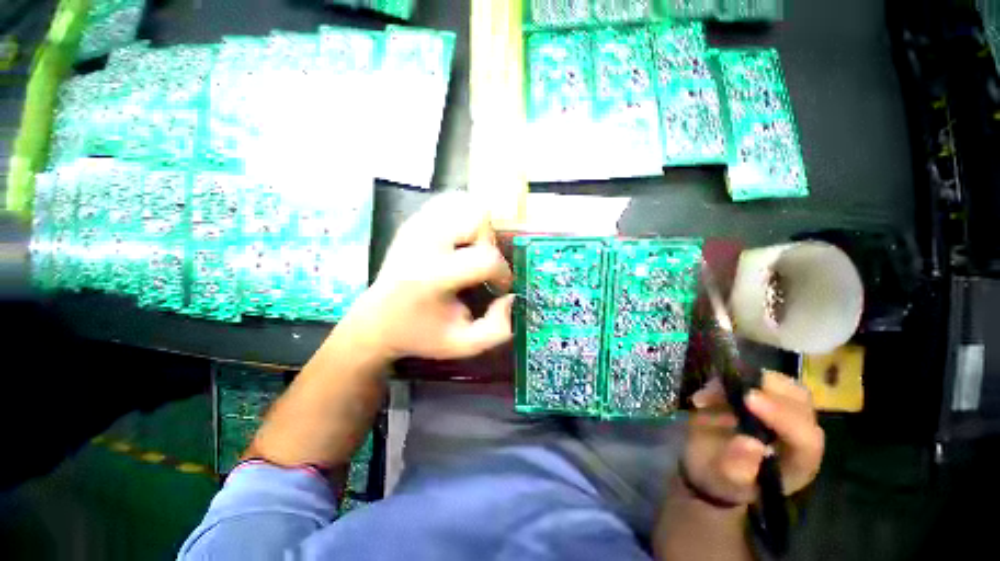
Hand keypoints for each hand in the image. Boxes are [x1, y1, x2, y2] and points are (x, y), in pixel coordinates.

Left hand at [342, 192, 514, 360]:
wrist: (376, 321)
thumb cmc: (421, 335)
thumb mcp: (463, 345)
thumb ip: (498, 328)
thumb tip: (512, 296)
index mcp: (432, 277)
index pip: (485, 258)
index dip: (502, 273)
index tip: (499, 288)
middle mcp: (422, 243)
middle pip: (477, 218)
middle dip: (490, 243)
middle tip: (482, 264)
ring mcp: (415, 227)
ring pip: (464, 203)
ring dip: (478, 227)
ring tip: (471, 251)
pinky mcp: (412, 221)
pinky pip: (449, 202)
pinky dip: (463, 216)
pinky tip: (459, 240)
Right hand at [682, 371, 824, 505]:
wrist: (705, 463)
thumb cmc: (717, 477)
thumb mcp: (720, 478)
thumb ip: (736, 466)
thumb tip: (751, 444)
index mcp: (796, 464)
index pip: (806, 439)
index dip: (783, 416)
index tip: (749, 399)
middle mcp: (797, 436)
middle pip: (802, 404)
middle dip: (772, 390)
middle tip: (735, 386)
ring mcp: (781, 413)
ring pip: (785, 386)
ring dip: (752, 380)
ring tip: (716, 391)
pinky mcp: (763, 397)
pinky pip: (757, 379)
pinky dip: (734, 377)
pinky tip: (711, 391)